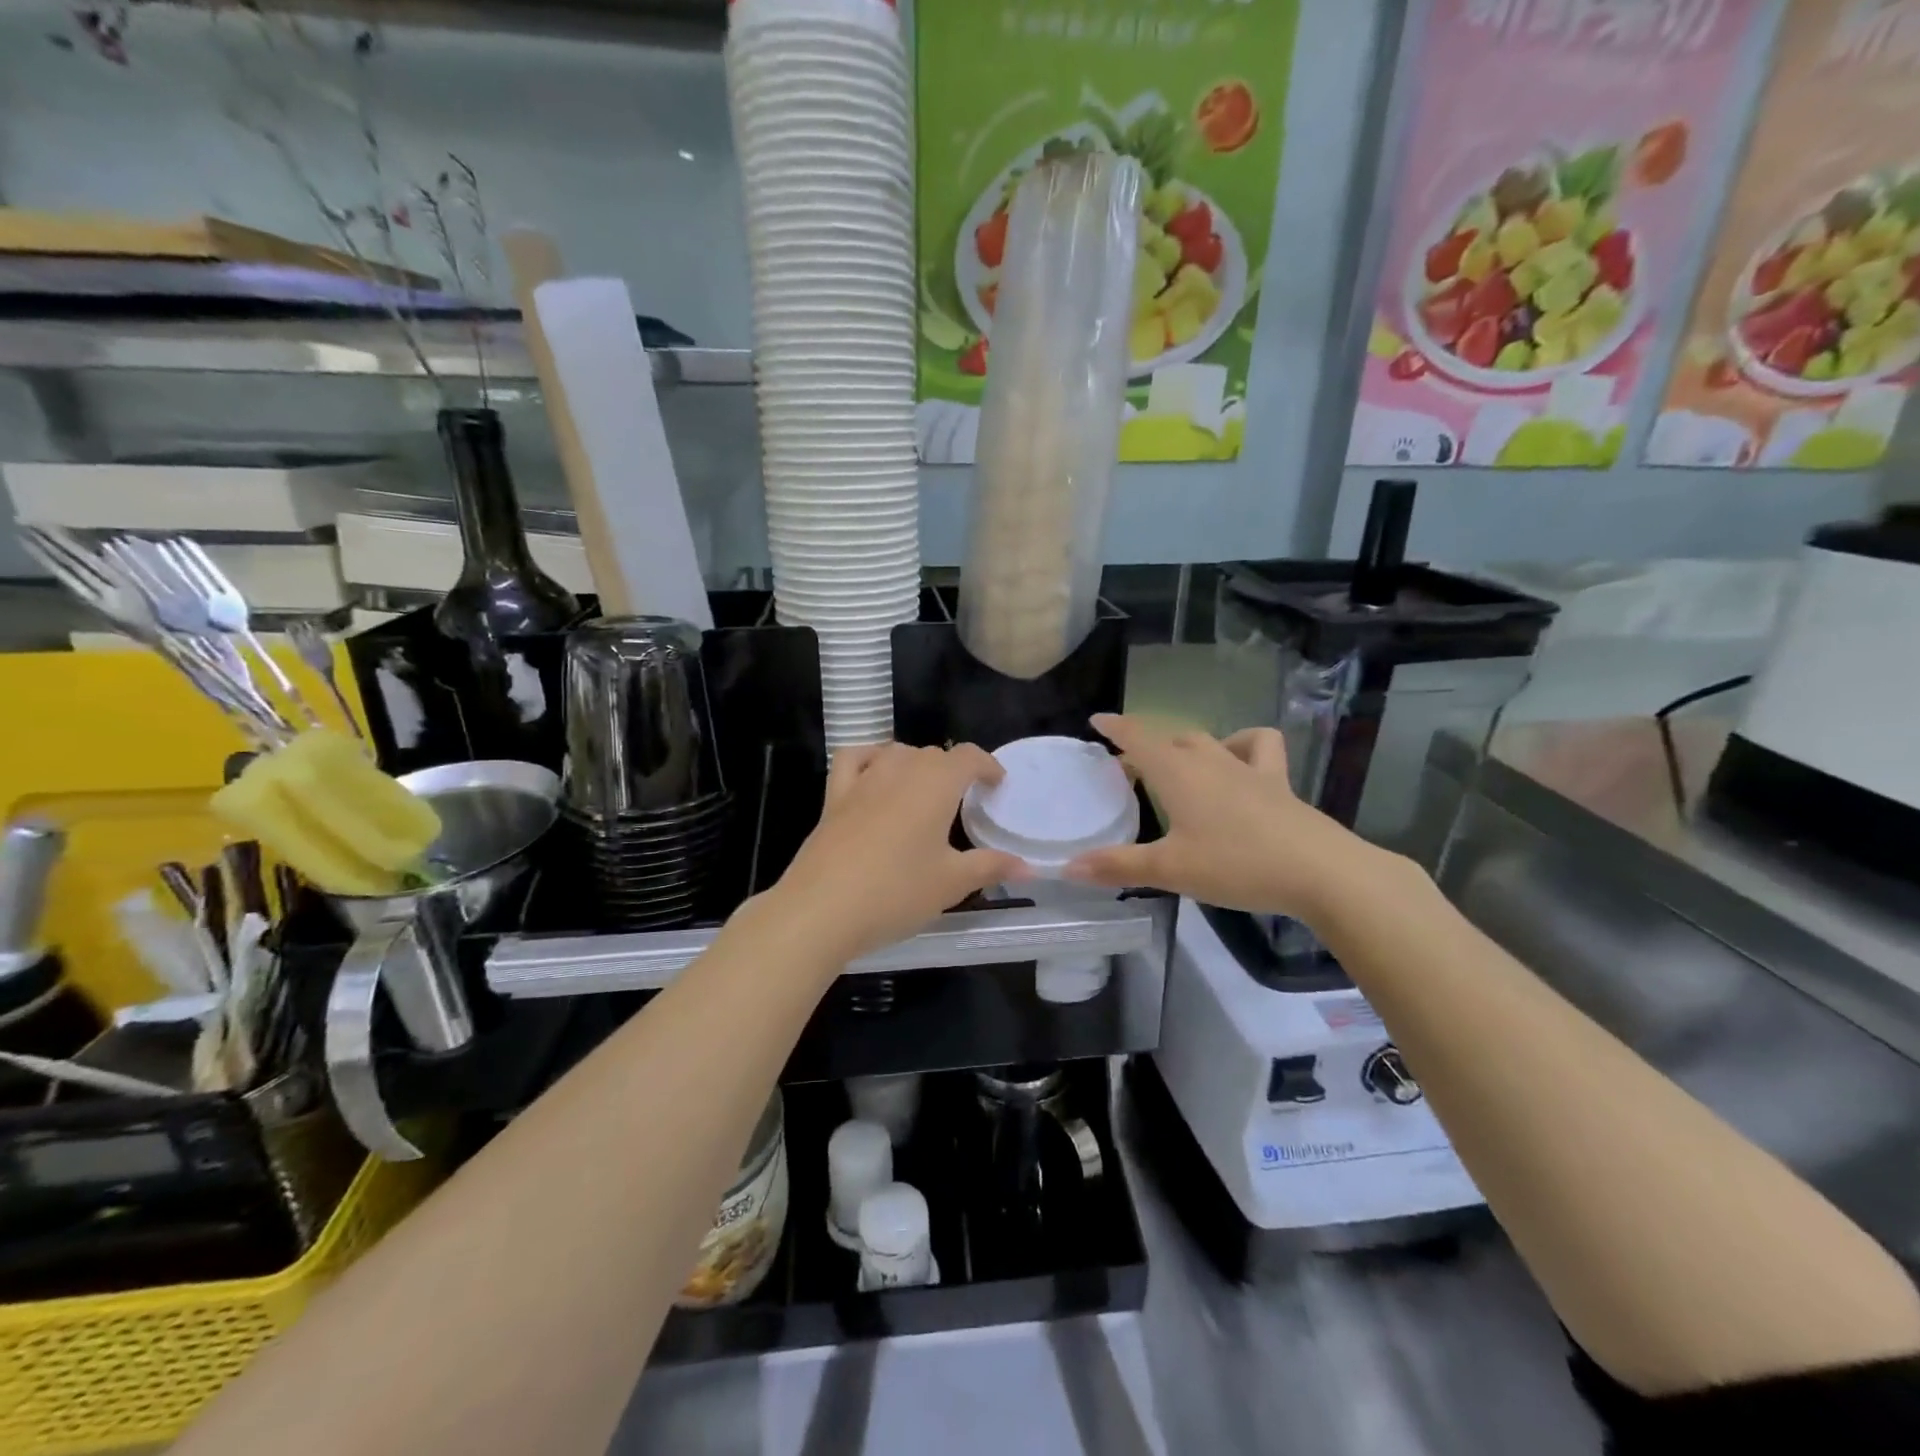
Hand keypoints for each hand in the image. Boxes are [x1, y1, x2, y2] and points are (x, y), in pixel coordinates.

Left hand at [759, 743, 1021, 965]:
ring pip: (896, 752)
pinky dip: (870, 758)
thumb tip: (1028, 868)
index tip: (997, 784)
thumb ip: (990, 867)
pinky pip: (854, 760)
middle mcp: (900, 770)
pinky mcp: (834, 797)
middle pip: (933, 754)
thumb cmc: (896, 892)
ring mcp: (863, 780)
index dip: (987, 765)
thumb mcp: (951, 883)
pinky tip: (875, 776)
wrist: (822, 909)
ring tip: (925, 791)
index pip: (968, 757)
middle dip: (954, 771)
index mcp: (935, 784)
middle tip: (964, 802)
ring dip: (916, 764)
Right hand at [1066, 713, 1382, 920]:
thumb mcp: (1170, 870)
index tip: (1097, 719)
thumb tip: (1068, 868)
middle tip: (1129, 766)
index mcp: (1178, 774)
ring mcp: (1248, 769)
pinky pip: (1259, 748)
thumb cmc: (1236, 865)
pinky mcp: (1278, 784)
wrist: (1320, 871)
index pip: (1139, 739)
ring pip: (1210, 740)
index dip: (1116, 728)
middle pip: (1171, 739)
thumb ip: (1118, 866)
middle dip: (1146, 745)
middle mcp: (1210, 761)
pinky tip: (1237, 765)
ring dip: (1187, 744)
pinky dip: (1243, 745)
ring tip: (1179, 763)